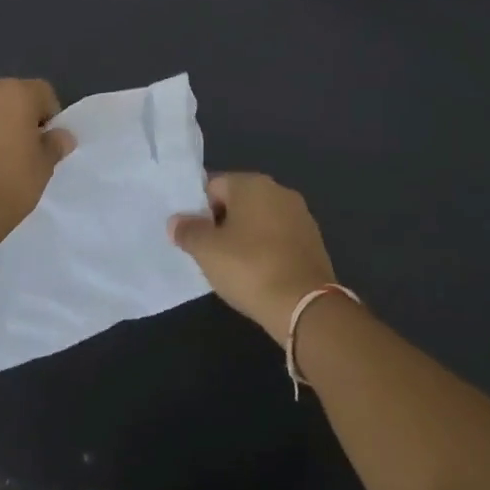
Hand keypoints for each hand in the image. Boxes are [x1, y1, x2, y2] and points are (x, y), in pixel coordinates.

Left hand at [0, 78, 74, 239]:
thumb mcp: (44, 168)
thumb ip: (54, 145)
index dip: (48, 116)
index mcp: (16, 94)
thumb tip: (60, 136)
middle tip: (19, 152)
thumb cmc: (10, 184)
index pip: (42, 92)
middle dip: (16, 118)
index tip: (45, 142)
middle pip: (8, 98)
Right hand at [168, 173, 337, 339]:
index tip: (193, 236)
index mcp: (252, 184)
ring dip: (244, 237)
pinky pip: (278, 238)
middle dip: (221, 223)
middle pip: (238, 201)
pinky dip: (265, 250)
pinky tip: (258, 274)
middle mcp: (279, 191)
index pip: (213, 186)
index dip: (198, 210)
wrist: (305, 305)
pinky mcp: (313, 241)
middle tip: (208, 253)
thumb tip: (176, 221)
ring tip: (232, 267)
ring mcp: (300, 216)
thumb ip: (187, 231)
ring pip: (259, 220)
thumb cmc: (249, 268)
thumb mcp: (206, 251)